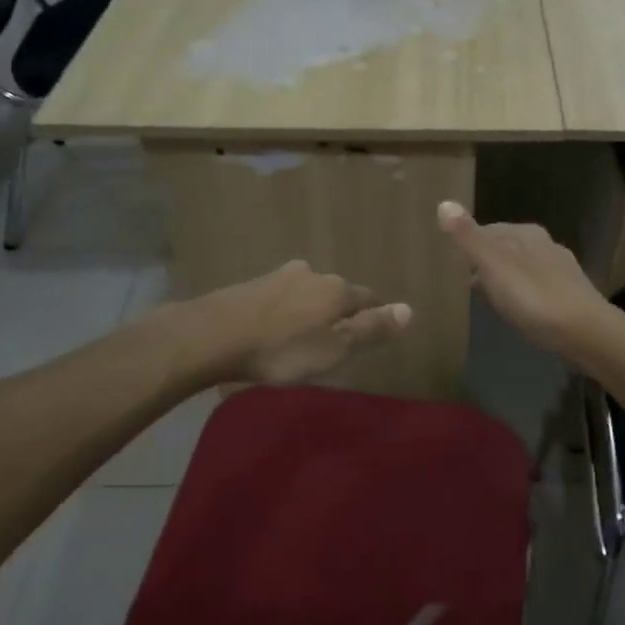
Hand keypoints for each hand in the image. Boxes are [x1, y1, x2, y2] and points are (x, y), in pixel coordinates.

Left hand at [175, 261, 412, 385]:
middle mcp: (312, 274)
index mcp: (337, 289)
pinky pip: (280, 299)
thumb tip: (410, 309)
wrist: (213, 336)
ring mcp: (278, 277)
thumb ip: (372, 330)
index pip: (368, 299)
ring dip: (309, 311)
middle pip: (336, 294)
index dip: (373, 317)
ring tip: (302, 337)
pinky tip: (274, 330)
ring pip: (306, 293)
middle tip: (335, 341)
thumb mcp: (335, 349)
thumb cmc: (282, 349)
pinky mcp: (251, 286)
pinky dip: (284, 313)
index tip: (371, 336)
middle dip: (339, 313)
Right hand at [437, 201, 611, 360]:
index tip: (451, 259)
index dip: (469, 243)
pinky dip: (520, 294)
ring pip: (522, 268)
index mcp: (526, 234)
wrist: (584, 333)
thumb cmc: (533, 297)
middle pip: (507, 247)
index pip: (489, 229)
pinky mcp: (569, 297)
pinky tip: (515, 310)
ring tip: (484, 296)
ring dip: (503, 278)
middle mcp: (545, 245)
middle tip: (462, 279)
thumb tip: (444, 202)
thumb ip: (468, 238)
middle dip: (486, 260)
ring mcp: (560, 271)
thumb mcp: (494, 265)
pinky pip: (535, 288)